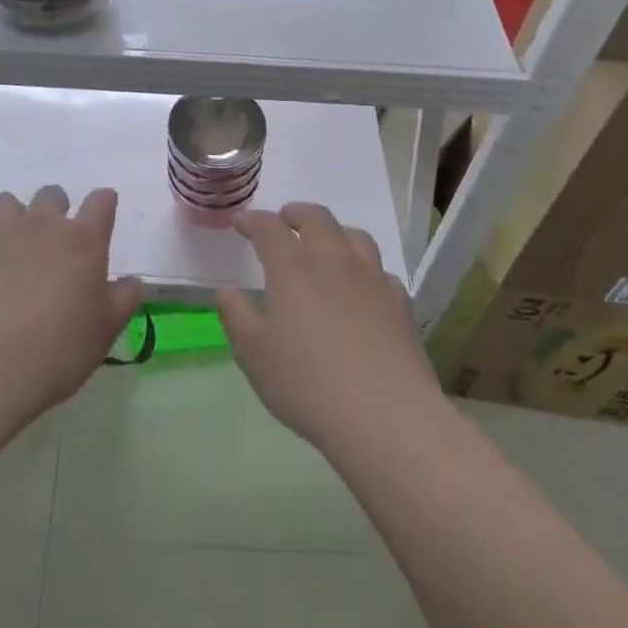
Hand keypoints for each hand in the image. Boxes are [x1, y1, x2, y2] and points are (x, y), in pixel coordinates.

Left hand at [0, 186, 142, 418]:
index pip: (101, 201)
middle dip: (54, 209)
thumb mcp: (104, 333)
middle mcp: (41, 224)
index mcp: (83, 240)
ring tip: (7, 247)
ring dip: (9, 218)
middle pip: (51, 194)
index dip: (104, 204)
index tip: (103, 216)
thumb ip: (122, 300)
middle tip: (52, 242)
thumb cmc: (57, 352)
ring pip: (3, 202)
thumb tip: (132, 281)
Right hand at [216, 203, 439, 451]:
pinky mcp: (399, 301)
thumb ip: (236, 316)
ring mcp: (371, 277)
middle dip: (296, 214)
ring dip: (334, 232)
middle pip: (316, 217)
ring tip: (326, 244)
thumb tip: (227, 291)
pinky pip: (381, 270)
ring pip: (354, 235)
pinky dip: (366, 268)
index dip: (252, 220)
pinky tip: (363, 286)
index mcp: (293, 266)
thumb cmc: (308, 383)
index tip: (241, 223)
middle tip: (284, 220)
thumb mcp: (254, 355)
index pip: (269, 227)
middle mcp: (333, 259)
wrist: (385, 414)